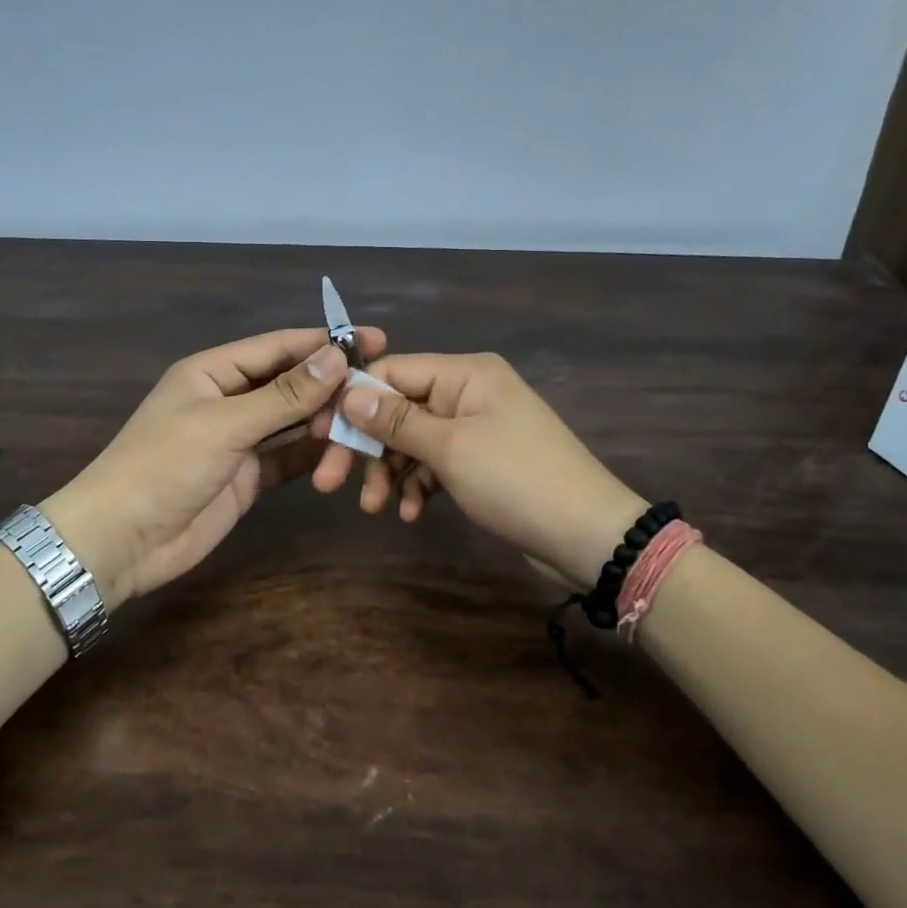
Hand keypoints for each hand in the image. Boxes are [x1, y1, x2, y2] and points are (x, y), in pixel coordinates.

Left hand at [40, 326, 385, 605]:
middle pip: (291, 383)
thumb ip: (284, 395)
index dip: (326, 341)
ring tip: (361, 431)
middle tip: (377, 393)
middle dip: (331, 386)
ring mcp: (239, 440)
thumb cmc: (164, 466)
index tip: (375, 339)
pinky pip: (288, 457)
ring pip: (294, 421)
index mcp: (214, 371)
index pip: (279, 347)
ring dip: (326, 424)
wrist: (120, 541)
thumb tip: (337, 358)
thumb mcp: (225, 425)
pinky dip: (313, 455)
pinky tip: (342, 456)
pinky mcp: (247, 477)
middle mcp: (229, 399)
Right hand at [315, 352, 643, 588]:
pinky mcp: (482, 461)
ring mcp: (476, 427)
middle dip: (367, 446)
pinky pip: (436, 463)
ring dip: (390, 471)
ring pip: (413, 440)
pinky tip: (412, 513)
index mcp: (465, 373)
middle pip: (398, 408)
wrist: (588, 536)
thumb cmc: (516, 480)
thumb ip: (395, 420)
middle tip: (330, 482)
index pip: (392, 371)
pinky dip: (419, 485)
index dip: (352, 400)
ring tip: (374, 507)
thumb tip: (347, 391)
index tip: (318, 435)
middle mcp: (468, 392)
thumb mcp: (450, 448)